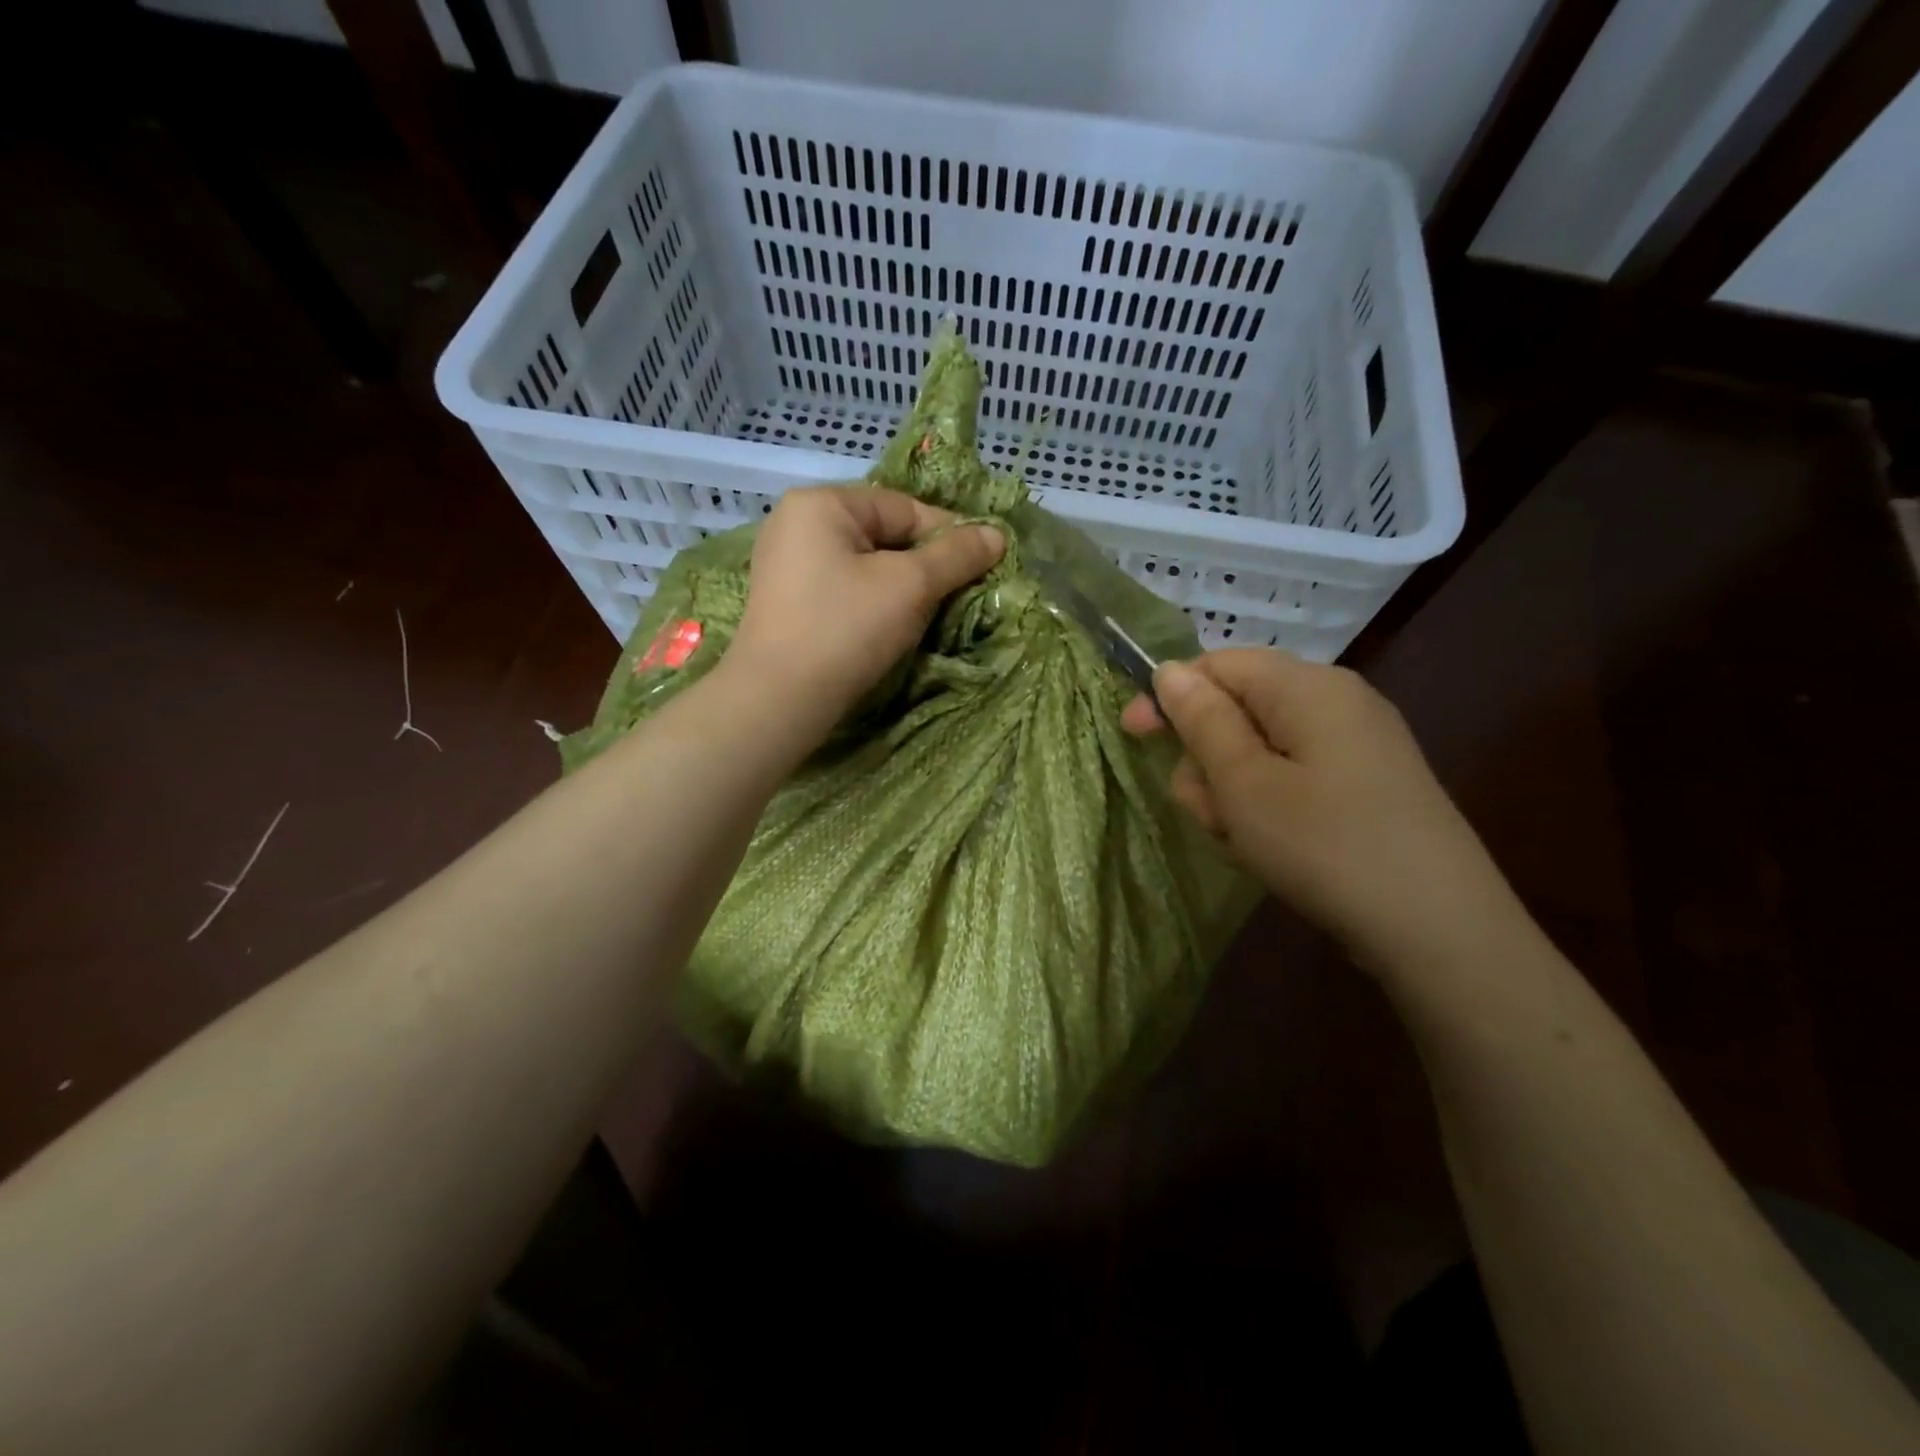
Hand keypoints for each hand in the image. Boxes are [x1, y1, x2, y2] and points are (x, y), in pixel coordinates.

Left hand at [728, 485, 1003, 738]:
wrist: (779, 700)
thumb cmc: (846, 629)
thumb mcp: (911, 586)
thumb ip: (956, 555)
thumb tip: (997, 534)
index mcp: (821, 503)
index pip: (904, 508)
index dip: (948, 536)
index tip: (981, 567)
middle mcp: (796, 523)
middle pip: (883, 535)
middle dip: (923, 566)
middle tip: (954, 597)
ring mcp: (785, 565)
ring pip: (864, 566)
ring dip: (901, 589)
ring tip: (924, 617)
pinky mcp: (786, 602)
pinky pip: (843, 590)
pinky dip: (872, 604)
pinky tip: (887, 630)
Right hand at [1124, 650, 1522, 972]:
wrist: (1440, 931)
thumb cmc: (1326, 845)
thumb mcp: (1245, 783)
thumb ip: (1202, 721)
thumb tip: (1169, 670)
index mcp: (1308, 686)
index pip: (1218, 665)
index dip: (1170, 697)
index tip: (1132, 737)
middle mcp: (1337, 702)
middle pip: (1238, 710)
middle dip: (1207, 760)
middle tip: (1209, 814)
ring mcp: (1357, 746)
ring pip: (1260, 751)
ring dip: (1233, 793)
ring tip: (1242, 842)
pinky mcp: (1366, 786)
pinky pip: (1294, 779)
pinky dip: (1268, 808)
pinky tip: (1272, 850)